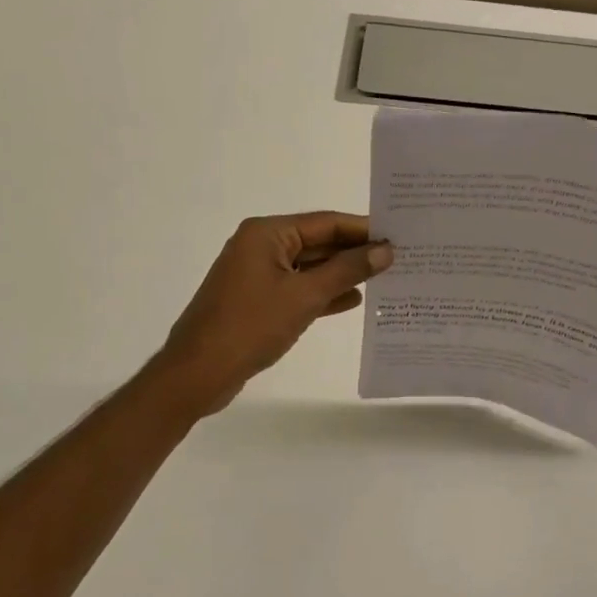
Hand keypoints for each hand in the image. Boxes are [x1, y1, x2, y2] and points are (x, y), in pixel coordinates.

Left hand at [152, 211, 392, 416]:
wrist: (198, 373)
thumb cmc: (251, 326)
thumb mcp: (305, 296)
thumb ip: (347, 270)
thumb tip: (385, 250)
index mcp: (267, 233)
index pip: (325, 222)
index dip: (363, 229)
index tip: (399, 234)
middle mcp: (261, 246)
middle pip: (318, 242)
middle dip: (355, 252)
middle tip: (399, 257)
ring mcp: (258, 274)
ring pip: (310, 267)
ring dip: (343, 274)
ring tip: (385, 278)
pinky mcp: (258, 300)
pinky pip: (299, 289)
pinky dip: (324, 294)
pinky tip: (353, 301)